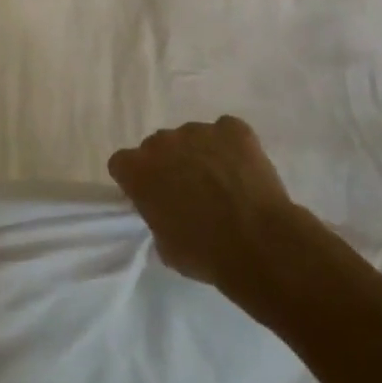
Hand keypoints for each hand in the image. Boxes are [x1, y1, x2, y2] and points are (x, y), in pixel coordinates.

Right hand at [107, 116, 303, 290]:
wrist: (258, 244)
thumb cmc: (204, 253)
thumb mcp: (164, 245)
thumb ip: (157, 216)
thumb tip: (168, 211)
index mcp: (138, 170)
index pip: (123, 163)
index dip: (136, 179)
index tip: (151, 196)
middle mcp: (163, 142)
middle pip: (158, 147)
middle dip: (169, 164)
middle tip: (189, 192)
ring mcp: (199, 131)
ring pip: (192, 138)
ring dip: (200, 154)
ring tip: (223, 182)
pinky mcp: (233, 129)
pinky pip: (226, 131)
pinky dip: (231, 146)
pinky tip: (242, 170)